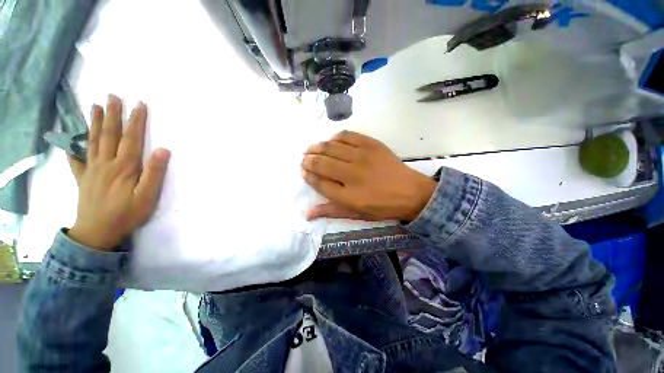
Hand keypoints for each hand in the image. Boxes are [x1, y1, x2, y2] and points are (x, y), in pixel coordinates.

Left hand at [67, 95, 170, 250]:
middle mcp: (105, 163)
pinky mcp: (83, 179)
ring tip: (95, 107)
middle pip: (109, 135)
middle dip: (112, 115)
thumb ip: (154, 173)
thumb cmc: (127, 214)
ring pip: (92, 141)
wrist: (98, 233)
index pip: (131, 139)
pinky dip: (72, 147)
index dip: (136, 121)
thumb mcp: (148, 196)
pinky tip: (70, 140)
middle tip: (113, 96)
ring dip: (94, 123)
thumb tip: (162, 150)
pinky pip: (76, 160)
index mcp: (124, 167)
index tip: (139, 104)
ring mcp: (91, 170)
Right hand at [301, 131, 436, 221]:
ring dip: (316, 147)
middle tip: (304, 159)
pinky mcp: (371, 144)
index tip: (302, 171)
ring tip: (311, 149)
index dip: (307, 176)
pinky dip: (335, 137)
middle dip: (308, 160)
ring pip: (331, 147)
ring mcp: (362, 157)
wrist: (410, 192)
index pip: (319, 182)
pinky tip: (331, 141)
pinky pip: (347, 135)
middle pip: (321, 163)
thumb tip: (307, 214)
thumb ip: (331, 211)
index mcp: (347, 195)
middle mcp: (352, 174)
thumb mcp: (356, 214)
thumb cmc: (381, 206)